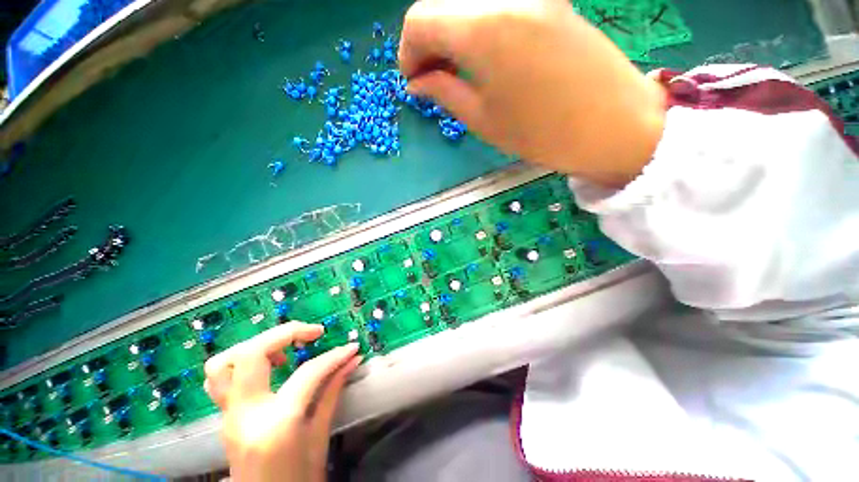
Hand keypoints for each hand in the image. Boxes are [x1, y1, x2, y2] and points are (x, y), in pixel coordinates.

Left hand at [204, 323, 361, 481]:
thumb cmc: (298, 480)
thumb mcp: (320, 438)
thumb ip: (332, 392)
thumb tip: (352, 360)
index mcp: (276, 424)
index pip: (308, 373)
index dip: (334, 356)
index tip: (351, 348)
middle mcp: (246, 414)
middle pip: (253, 353)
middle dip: (288, 332)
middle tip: (314, 333)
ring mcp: (229, 416)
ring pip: (223, 363)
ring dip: (258, 345)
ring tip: (286, 349)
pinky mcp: (225, 417)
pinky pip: (219, 379)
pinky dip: (241, 362)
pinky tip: (267, 367)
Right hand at [399, 0, 665, 187]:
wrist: (612, 125)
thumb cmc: (541, 133)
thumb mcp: (482, 119)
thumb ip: (444, 92)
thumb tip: (417, 83)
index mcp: (482, 28)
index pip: (420, 19)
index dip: (408, 52)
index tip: (415, 81)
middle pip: (442, 4)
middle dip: (427, 42)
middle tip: (433, 78)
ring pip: (468, 4)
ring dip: (451, 35)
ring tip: (456, 72)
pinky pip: (496, 5)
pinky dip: (476, 28)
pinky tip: (481, 57)